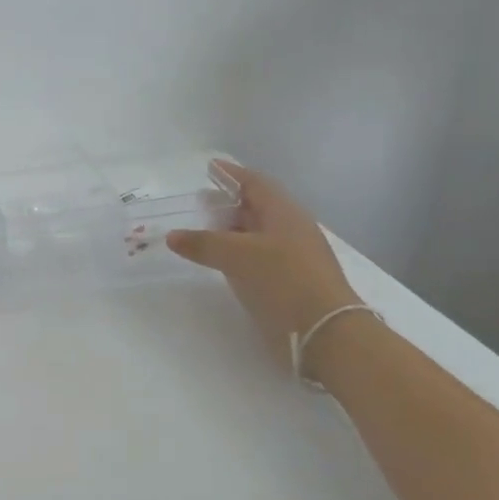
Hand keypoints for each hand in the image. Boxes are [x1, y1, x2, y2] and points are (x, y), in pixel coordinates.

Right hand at [166, 161, 365, 375]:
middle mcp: (291, 229)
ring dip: (233, 230)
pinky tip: (224, 262)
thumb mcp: (237, 256)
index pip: (255, 183)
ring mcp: (293, 256)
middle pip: (258, 207)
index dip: (232, 174)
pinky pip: (259, 256)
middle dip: (230, 202)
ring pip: (258, 233)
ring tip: (206, 231)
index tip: (211, 167)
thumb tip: (172, 236)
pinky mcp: (292, 281)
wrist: (326, 332)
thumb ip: (203, 243)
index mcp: (284, 213)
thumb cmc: (283, 280)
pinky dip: (238, 253)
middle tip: (202, 201)